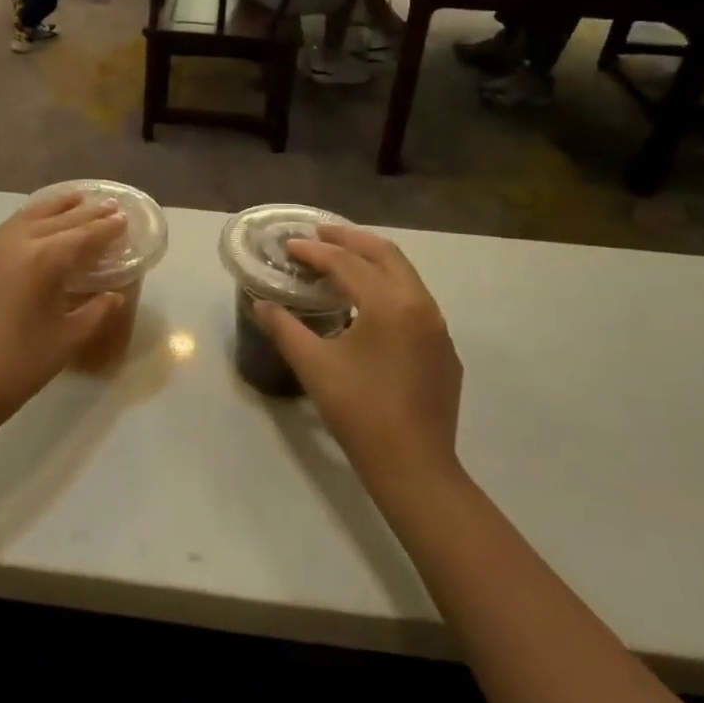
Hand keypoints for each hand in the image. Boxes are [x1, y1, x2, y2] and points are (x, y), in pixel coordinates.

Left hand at [0, 192, 127, 426]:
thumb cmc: (15, 368)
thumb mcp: (65, 341)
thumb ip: (95, 313)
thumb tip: (113, 295)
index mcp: (42, 261)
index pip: (82, 235)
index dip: (105, 227)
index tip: (123, 217)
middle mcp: (13, 244)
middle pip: (55, 220)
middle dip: (84, 212)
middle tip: (107, 204)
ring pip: (24, 218)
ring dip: (53, 208)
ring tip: (74, 200)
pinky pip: (2, 234)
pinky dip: (24, 224)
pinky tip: (30, 230)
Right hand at [251, 225, 464, 496]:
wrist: (415, 467)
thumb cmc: (359, 412)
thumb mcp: (314, 367)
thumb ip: (284, 328)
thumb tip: (260, 304)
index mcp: (389, 304)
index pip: (347, 263)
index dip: (314, 252)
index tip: (289, 246)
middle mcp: (420, 305)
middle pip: (385, 254)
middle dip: (350, 239)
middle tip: (318, 235)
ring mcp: (438, 328)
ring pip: (405, 276)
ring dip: (372, 261)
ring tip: (340, 261)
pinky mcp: (443, 349)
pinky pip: (415, 302)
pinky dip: (388, 289)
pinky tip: (368, 307)